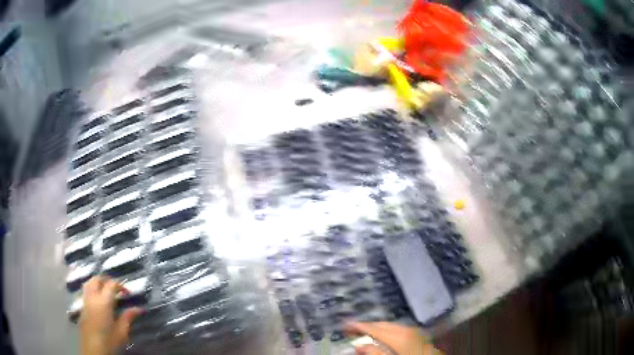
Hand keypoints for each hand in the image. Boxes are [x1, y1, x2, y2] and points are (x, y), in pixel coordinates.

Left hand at [80, 276, 142, 354]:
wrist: (93, 349)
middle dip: (107, 280)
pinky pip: (86, 291)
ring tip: (106, 290)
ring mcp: (85, 301)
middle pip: (97, 279)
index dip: (120, 285)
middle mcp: (92, 297)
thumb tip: (138, 309)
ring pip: (89, 283)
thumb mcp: (122, 332)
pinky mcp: (82, 307)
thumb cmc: (109, 341)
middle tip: (116, 288)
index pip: (111, 284)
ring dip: (98, 283)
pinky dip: (92, 290)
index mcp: (103, 302)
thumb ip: (128, 317)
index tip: (128, 293)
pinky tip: (98, 300)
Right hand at [345, 321, 441, 354]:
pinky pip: (399, 329)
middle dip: (367, 325)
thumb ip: (376, 354)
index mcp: (400, 336)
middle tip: (351, 329)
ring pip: (391, 326)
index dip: (358, 326)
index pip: (374, 328)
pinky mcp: (419, 335)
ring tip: (364, 332)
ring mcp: (415, 331)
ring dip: (377, 328)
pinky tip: (383, 336)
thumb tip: (360, 346)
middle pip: (383, 324)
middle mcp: (408, 330)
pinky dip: (387, 331)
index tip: (345, 324)